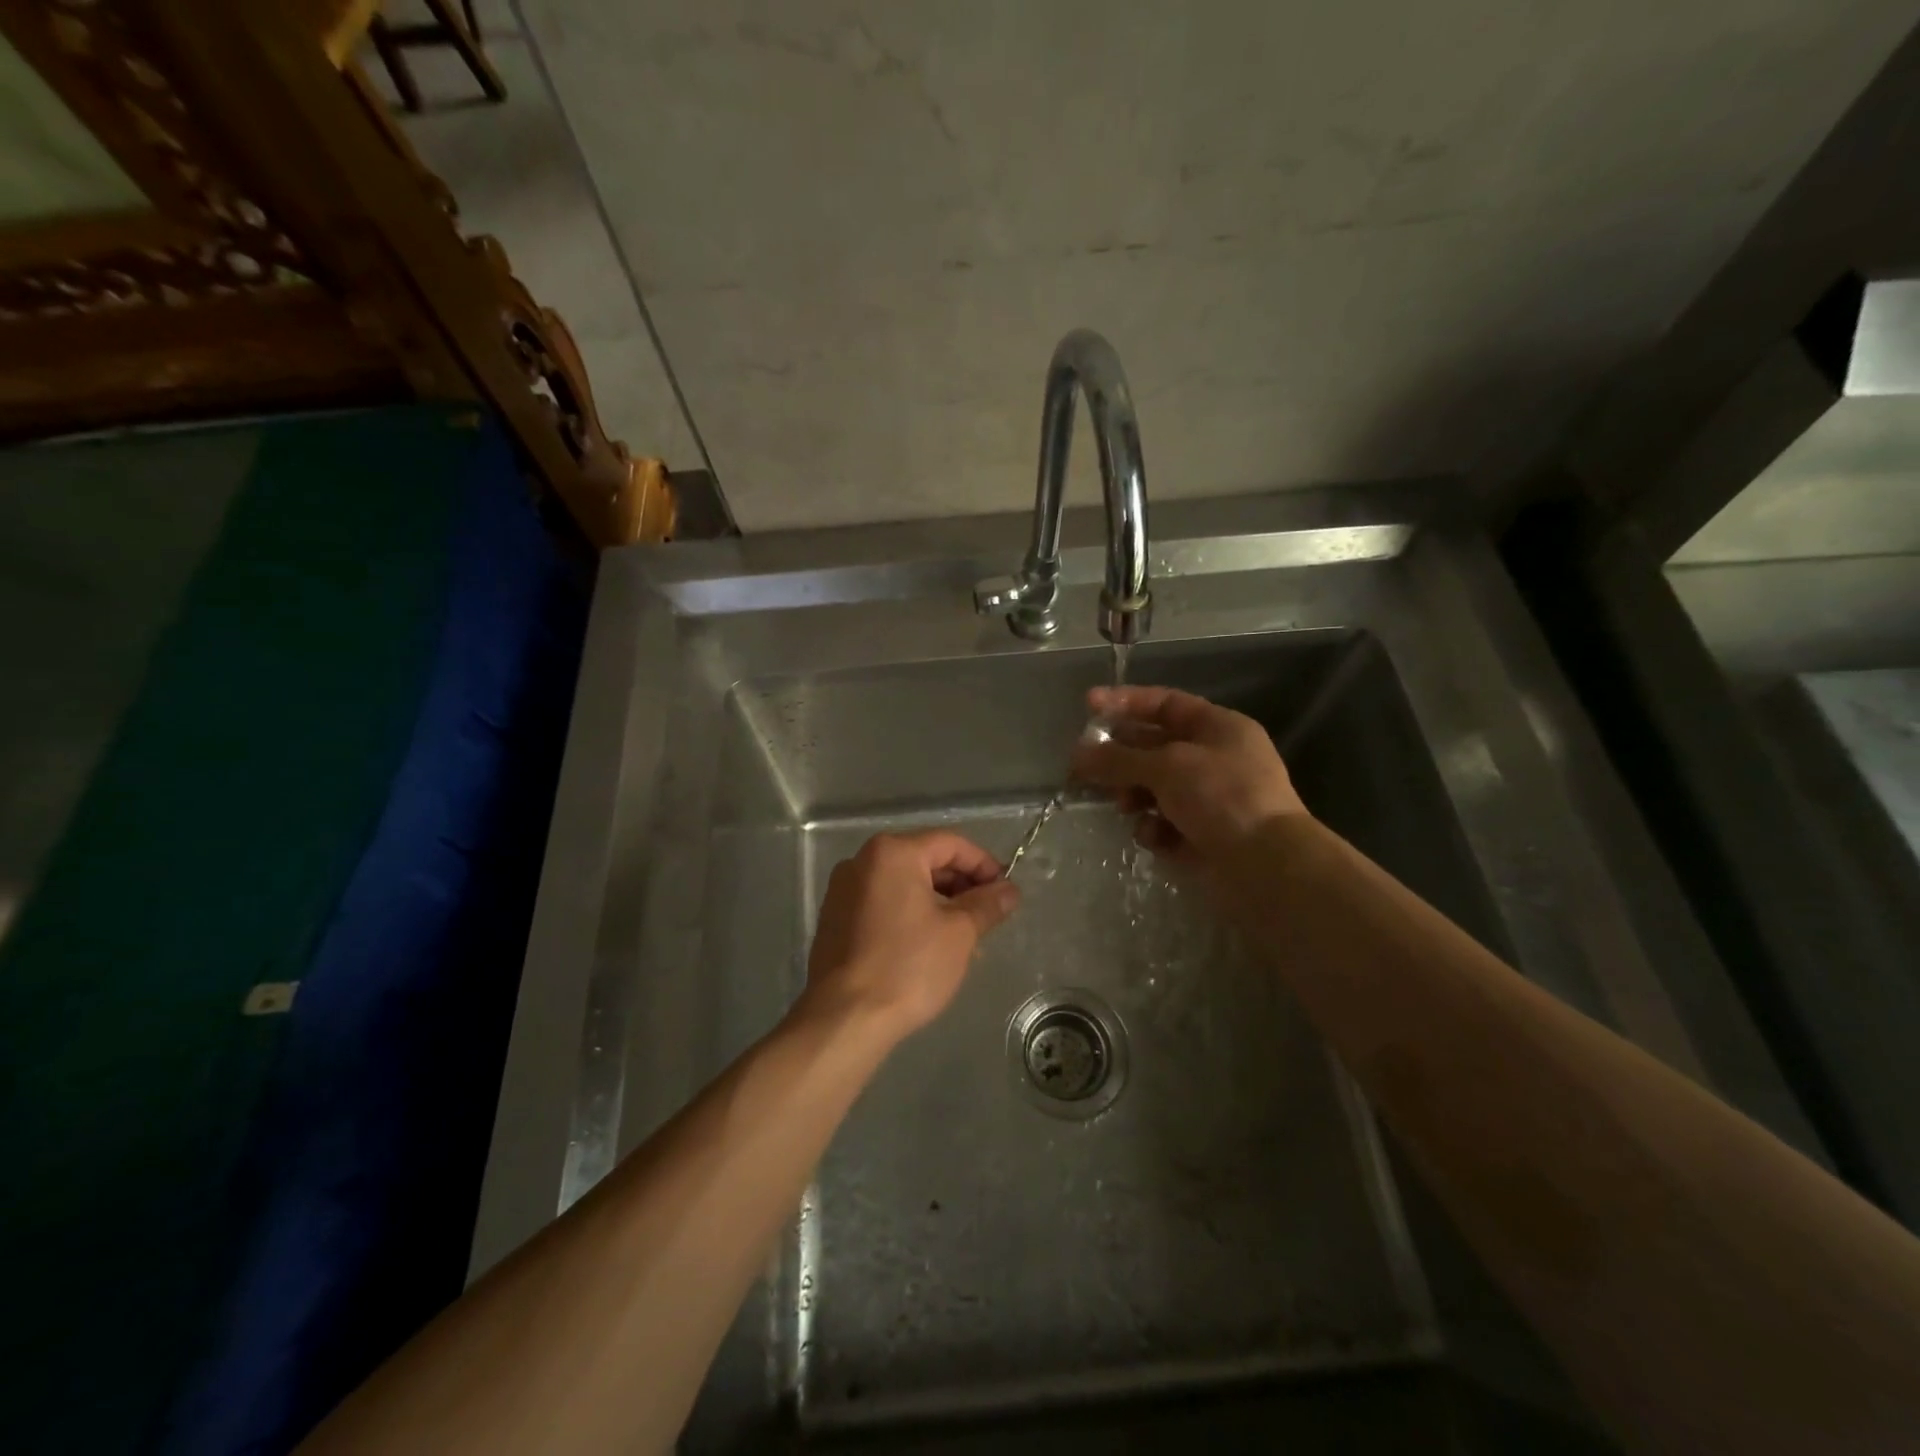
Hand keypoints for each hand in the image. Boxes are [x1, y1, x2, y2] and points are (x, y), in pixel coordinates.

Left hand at [799, 830, 1019, 1043]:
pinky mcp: (834, 918)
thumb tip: (1009, 890)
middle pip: (924, 859)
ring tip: (964, 935)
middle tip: (987, 914)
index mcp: (892, 853)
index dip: (984, 864)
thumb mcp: (959, 933)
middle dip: (960, 885)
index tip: (1005, 891)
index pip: (950, 844)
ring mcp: (843, 889)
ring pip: (904, 884)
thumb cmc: (907, 967)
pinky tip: (929, 944)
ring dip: (938, 901)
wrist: (844, 1018)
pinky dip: (910, 914)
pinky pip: (883, 903)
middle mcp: (862, 860)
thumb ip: (987, 904)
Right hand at [1070, 685, 1308, 865]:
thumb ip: (1118, 758)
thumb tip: (1078, 753)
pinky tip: (1156, 837)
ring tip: (1124, 806)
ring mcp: (1210, 799)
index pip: (1165, 703)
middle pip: (1154, 748)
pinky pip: (1164, 823)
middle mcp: (1214, 759)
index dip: (1126, 702)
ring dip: (1134, 795)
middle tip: (1083, 766)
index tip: (1089, 705)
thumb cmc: (1222, 797)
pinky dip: (1155, 829)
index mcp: (1218, 728)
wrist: (1267, 865)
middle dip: (1121, 757)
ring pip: (1154, 788)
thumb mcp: (1167, 767)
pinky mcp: (1202, 835)